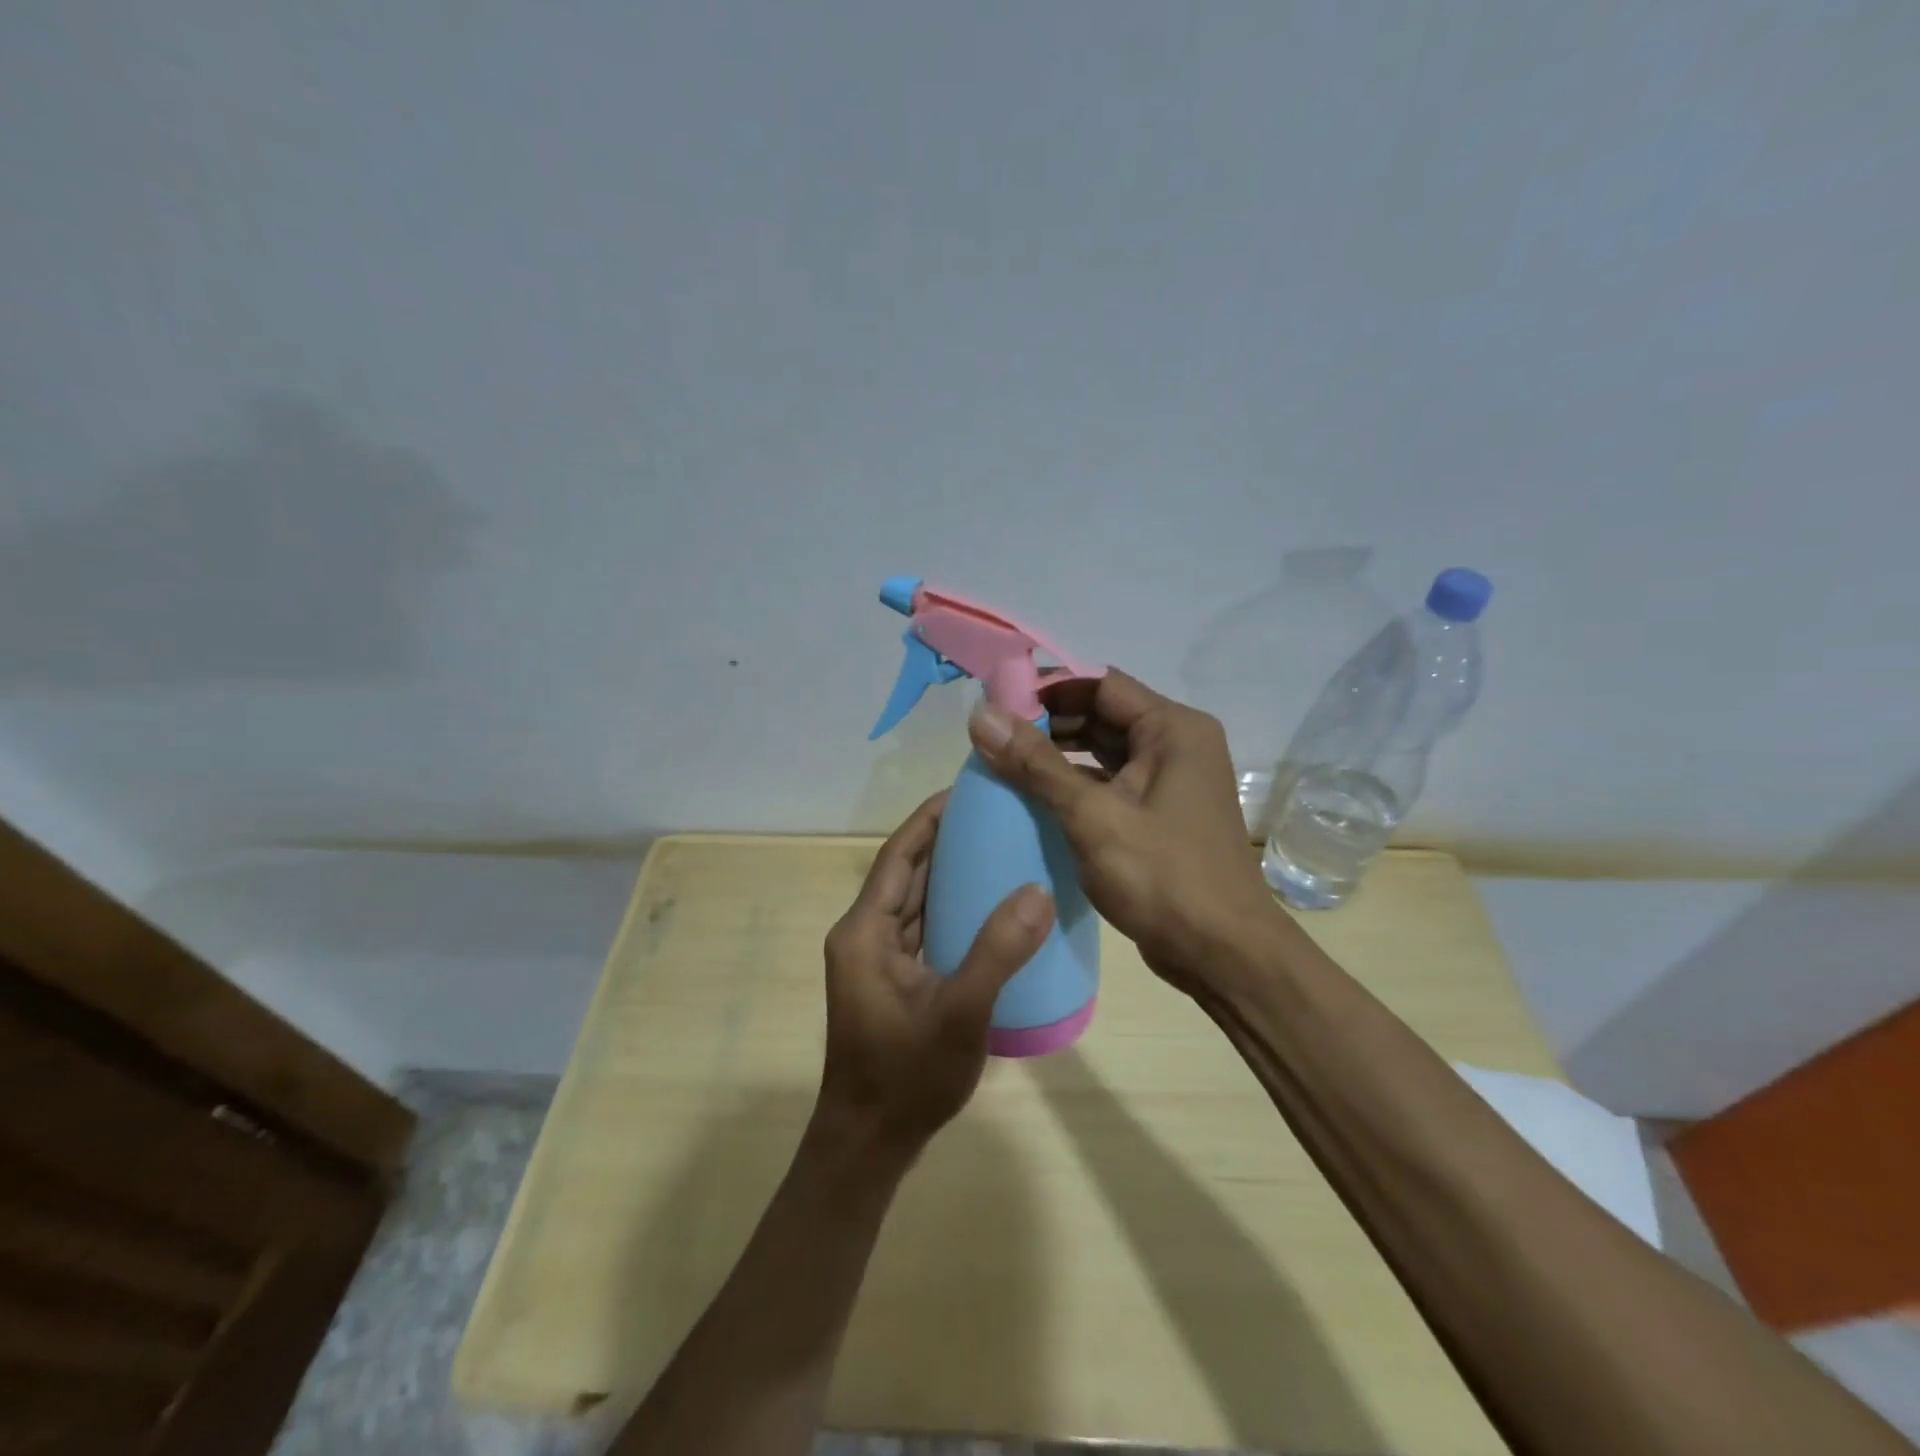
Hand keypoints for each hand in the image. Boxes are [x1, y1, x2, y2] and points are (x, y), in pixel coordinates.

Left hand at [817, 791, 1055, 1153]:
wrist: (870, 1143)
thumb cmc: (906, 1077)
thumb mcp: (960, 1013)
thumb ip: (998, 951)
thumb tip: (1037, 890)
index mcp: (865, 930)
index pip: (897, 855)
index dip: (928, 818)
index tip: (966, 790)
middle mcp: (864, 935)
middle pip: (906, 871)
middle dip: (945, 839)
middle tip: (995, 813)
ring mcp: (877, 959)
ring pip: (915, 899)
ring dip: (948, 872)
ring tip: (998, 847)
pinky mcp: (892, 979)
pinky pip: (922, 927)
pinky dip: (950, 908)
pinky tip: (988, 906)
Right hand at [966, 669, 1290, 992]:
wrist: (1223, 954)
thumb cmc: (1163, 877)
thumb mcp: (1092, 816)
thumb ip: (1036, 764)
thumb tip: (981, 715)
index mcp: (1173, 729)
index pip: (1101, 685)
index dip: (1048, 690)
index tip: (997, 706)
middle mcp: (1177, 745)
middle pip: (1102, 716)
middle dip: (1049, 725)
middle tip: (993, 739)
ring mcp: (1170, 782)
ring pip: (1104, 753)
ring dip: (1058, 757)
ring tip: (1004, 766)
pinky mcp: (1160, 815)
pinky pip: (1111, 785)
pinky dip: (1075, 787)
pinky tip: (1035, 801)